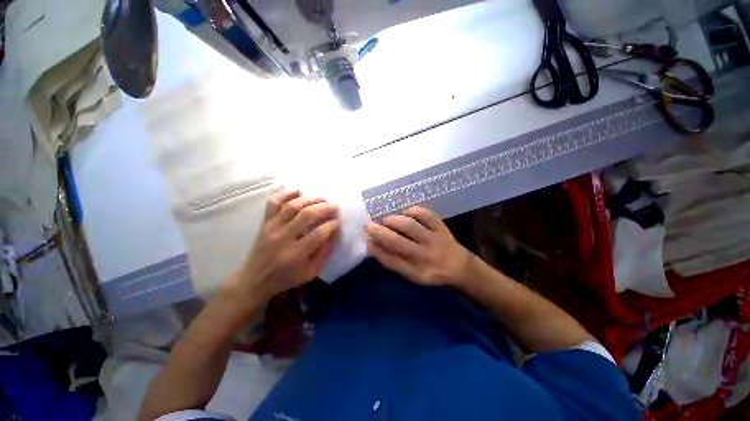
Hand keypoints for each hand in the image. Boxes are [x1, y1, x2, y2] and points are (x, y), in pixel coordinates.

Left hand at [224, 190, 340, 304]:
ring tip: (323, 198)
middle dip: (325, 208)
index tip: (339, 221)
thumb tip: (335, 232)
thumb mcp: (311, 272)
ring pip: (293, 206)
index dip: (332, 225)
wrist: (254, 279)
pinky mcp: (265, 222)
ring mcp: (272, 227)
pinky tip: (299, 191)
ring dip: (311, 199)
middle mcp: (283, 237)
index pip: (319, 233)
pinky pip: (274, 203)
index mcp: (296, 254)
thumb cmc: (286, 278)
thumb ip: (325, 253)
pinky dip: (286, 194)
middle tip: (335, 206)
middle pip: (307, 215)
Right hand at [365, 206, 473, 286]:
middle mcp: (425, 256)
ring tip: (386, 220)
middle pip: (397, 242)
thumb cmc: (430, 270)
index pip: (391, 261)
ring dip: (393, 221)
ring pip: (410, 226)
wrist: (459, 266)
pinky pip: (426, 215)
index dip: (375, 249)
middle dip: (379, 232)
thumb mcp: (411, 274)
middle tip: (368, 225)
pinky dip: (413, 211)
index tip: (365, 238)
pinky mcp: (441, 227)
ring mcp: (434, 240)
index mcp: (416, 272)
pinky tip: (405, 213)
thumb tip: (373, 244)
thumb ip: (392, 261)